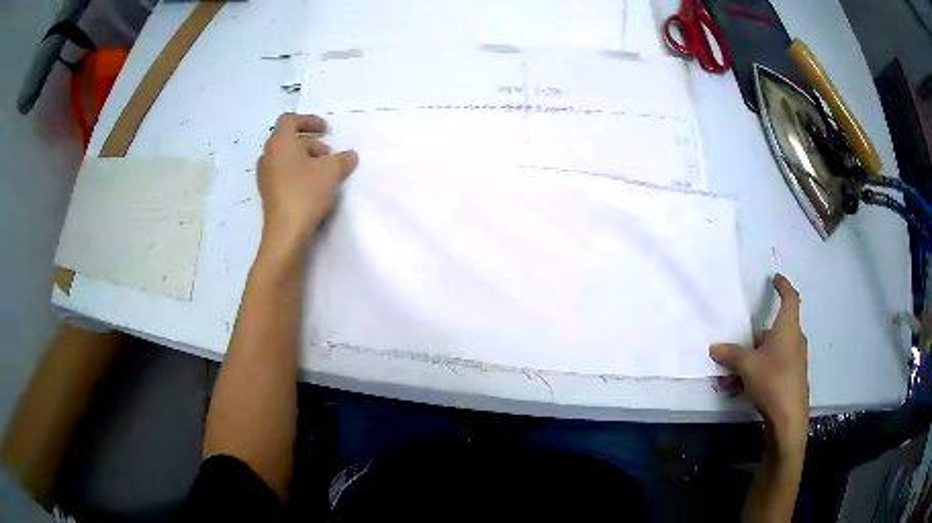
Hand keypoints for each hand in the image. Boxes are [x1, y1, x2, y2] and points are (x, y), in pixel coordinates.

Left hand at [256, 113, 357, 254]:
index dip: (309, 120)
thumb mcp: (331, 172)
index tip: (326, 129)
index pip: (290, 120)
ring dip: (304, 158)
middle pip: (288, 139)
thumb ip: (343, 159)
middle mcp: (268, 156)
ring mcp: (265, 175)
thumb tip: (350, 156)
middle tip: (328, 155)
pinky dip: (297, 172)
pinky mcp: (268, 192)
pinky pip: (282, 172)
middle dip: (311, 143)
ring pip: (285, 157)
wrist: (286, 232)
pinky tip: (311, 187)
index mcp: (279, 143)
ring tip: (322, 172)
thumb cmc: (306, 193)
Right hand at [710, 274, 808, 450]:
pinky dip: (758, 373)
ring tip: (731, 379)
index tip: (775, 278)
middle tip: (737, 350)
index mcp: (788, 328)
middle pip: (775, 330)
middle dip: (755, 339)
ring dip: (752, 361)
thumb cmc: (772, 380)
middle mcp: (794, 340)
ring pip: (771, 352)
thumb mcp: (747, 366)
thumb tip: (714, 347)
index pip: (790, 298)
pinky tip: (740, 389)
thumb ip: (731, 354)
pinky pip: (773, 367)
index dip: (783, 285)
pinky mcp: (792, 378)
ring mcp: (795, 360)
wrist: (788, 417)